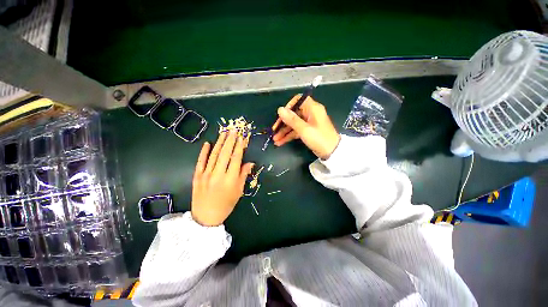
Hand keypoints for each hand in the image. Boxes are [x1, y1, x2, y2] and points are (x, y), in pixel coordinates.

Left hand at [191, 131, 253, 225]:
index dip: (239, 147)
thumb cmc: (226, 205)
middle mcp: (218, 174)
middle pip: (225, 153)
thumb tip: (250, 163)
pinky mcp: (197, 176)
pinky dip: (204, 152)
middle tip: (233, 131)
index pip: (236, 158)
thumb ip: (243, 175)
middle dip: (230, 141)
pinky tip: (207, 143)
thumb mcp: (238, 191)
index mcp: (230, 179)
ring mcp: (206, 174)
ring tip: (224, 133)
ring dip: (219, 143)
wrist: (205, 217)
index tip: (241, 138)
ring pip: (214, 155)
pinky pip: (200, 161)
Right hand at [272, 95, 340, 159]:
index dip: (288, 106)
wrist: (332, 153)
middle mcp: (310, 113)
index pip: (298, 100)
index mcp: (312, 108)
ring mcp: (309, 123)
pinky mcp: (308, 131)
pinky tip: (281, 142)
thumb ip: (291, 119)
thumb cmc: (319, 139)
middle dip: (283, 123)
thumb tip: (280, 109)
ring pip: (294, 124)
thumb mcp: (304, 129)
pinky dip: (289, 135)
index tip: (281, 115)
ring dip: (284, 131)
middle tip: (274, 131)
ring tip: (275, 140)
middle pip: (293, 114)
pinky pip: (296, 130)